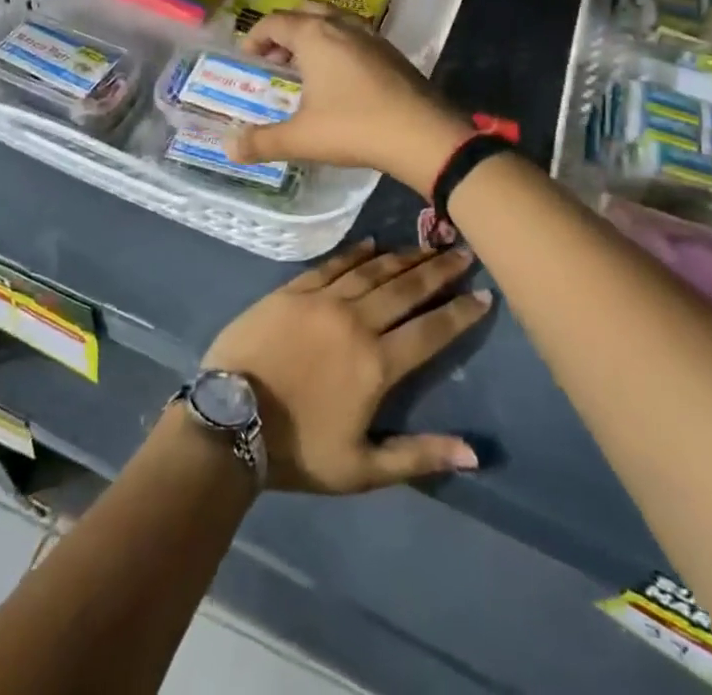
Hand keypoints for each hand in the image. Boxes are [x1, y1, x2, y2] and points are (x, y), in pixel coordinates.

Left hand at [201, 239, 490, 492]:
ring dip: (403, 257)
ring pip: (373, 271)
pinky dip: (356, 253)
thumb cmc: (296, 451)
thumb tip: (475, 452)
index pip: (431, 331)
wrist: (227, 420)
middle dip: (438, 270)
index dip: (460, 312)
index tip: (484, 293)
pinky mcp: (293, 290)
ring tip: (427, 245)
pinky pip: (333, 264)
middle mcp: (356, 321)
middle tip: (463, 250)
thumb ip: (418, 456)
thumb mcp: (361, 469)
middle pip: (406, 289)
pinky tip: (372, 243)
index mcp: (377, 364)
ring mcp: (322, 300)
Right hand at [229, 6, 472, 194]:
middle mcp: (341, 26)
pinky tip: (339, 79)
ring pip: (333, 21)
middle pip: (305, 12)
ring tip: (304, 68)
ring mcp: (371, 36)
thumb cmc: (354, 128)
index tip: (247, 58)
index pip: (275, 22)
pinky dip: (337, 46)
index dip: (255, 37)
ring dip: (313, 36)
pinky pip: (354, 36)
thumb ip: (262, 141)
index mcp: (314, 36)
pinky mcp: (391, 52)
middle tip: (274, 59)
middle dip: (285, 31)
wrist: (422, 134)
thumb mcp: (301, 138)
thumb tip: (229, 147)